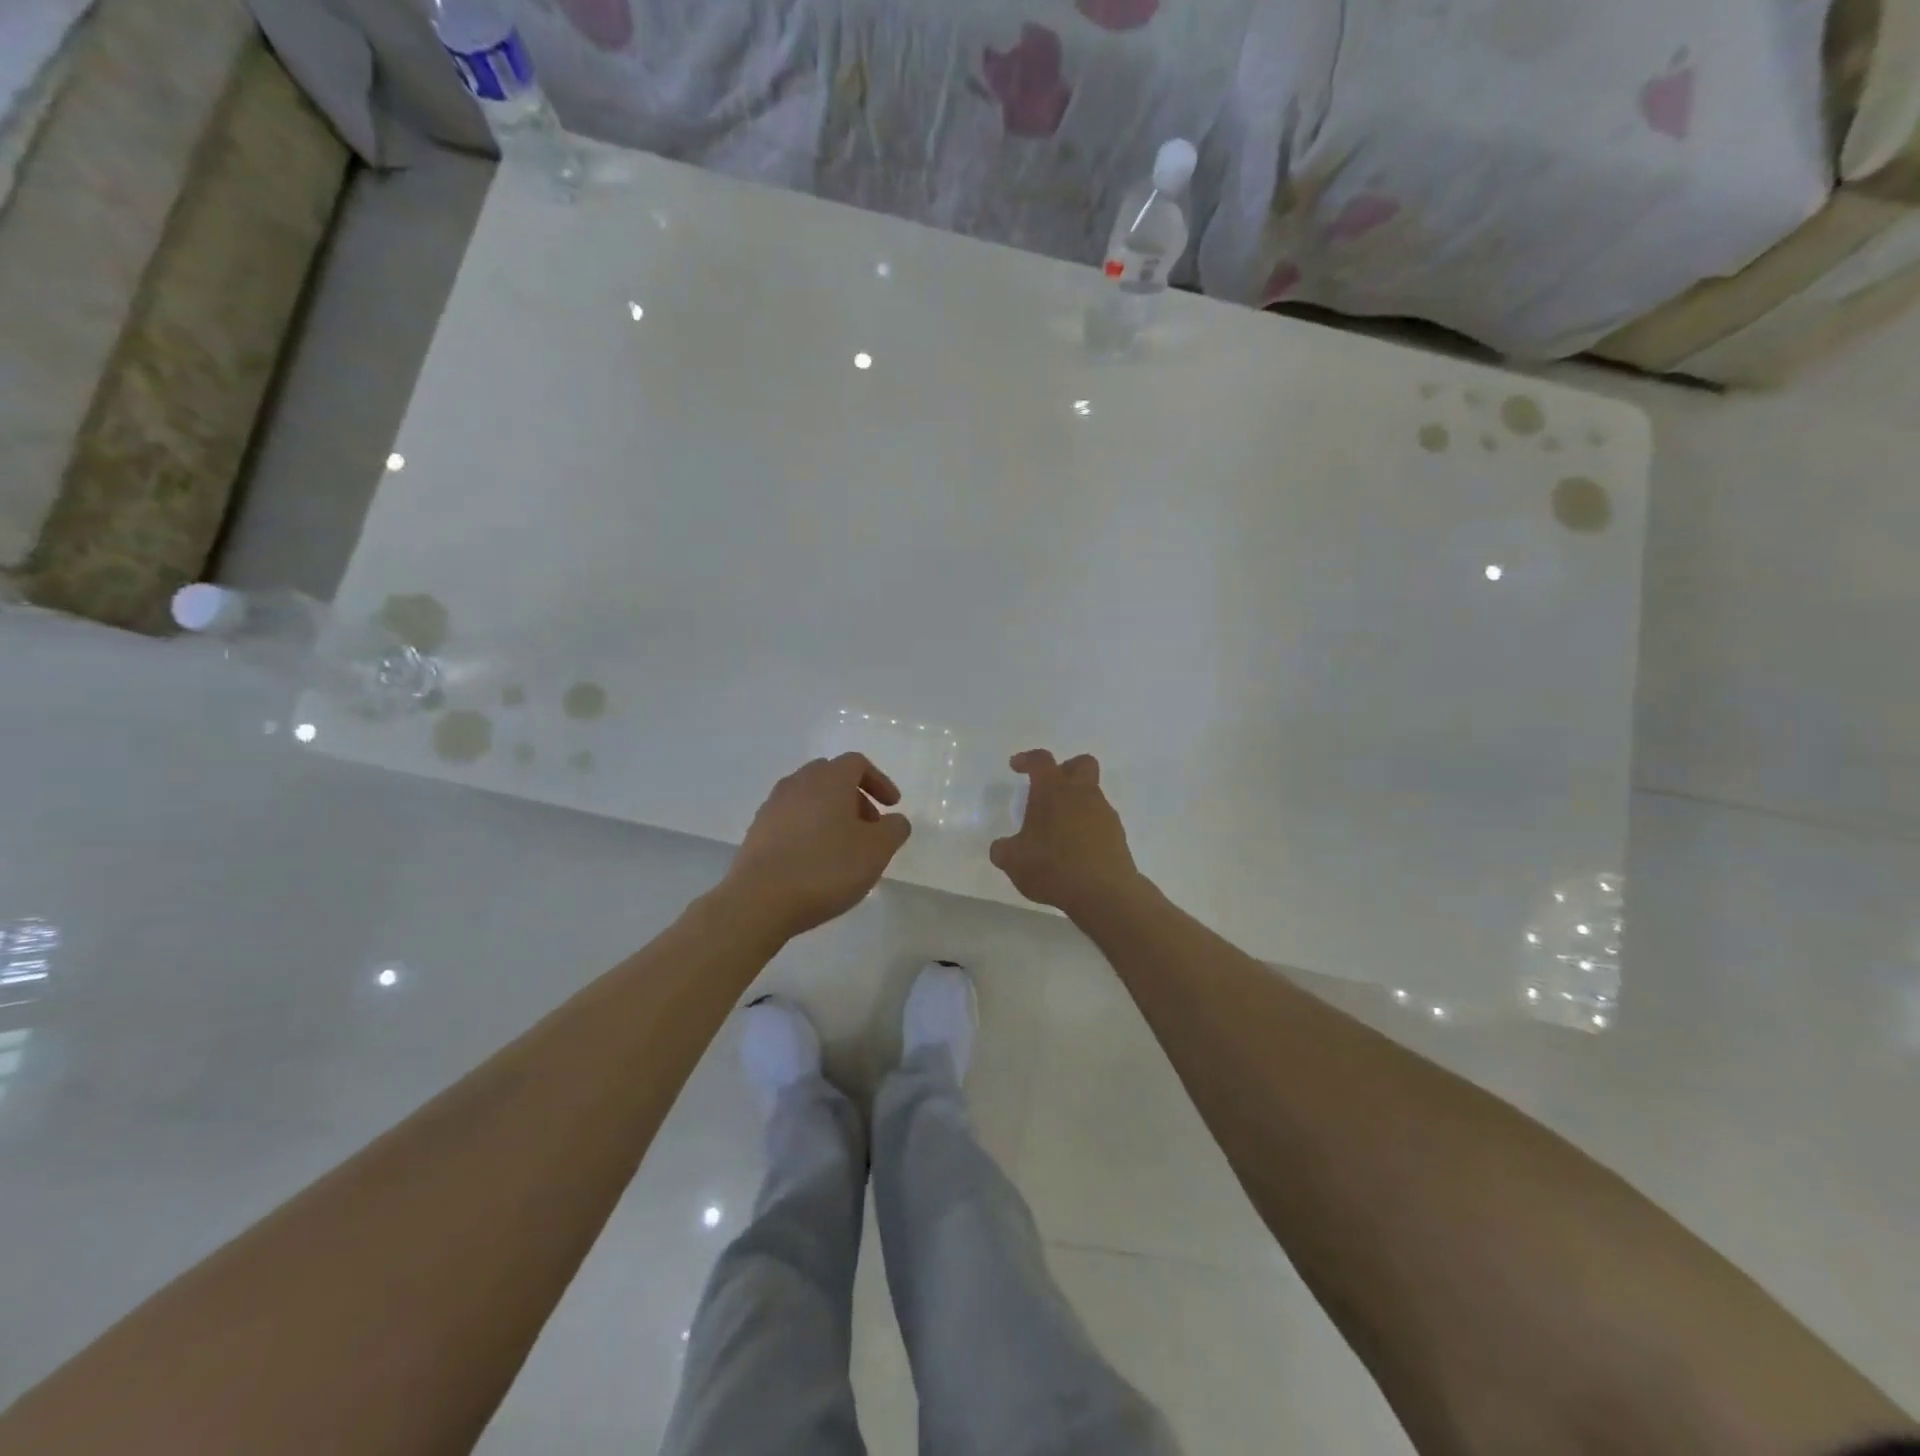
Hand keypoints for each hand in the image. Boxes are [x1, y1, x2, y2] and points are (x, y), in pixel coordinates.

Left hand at [723, 753, 912, 937]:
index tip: (892, 806)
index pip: (857, 763)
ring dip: (831, 815)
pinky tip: (815, 861)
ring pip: (809, 799)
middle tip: (869, 827)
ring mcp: (773, 806)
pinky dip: (809, 830)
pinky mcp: (757, 832)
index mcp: (828, 779)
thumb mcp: (876, 850)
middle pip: (831, 777)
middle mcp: (798, 783)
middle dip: (855, 798)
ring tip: (844, 848)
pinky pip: (791, 820)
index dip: (879, 781)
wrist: (759, 900)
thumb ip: (894, 829)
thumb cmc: (826, 867)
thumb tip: (895, 820)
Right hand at [989, 750, 1144, 918]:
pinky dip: (1087, 828)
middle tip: (1049, 789)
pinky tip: (1075, 850)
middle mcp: (1082, 794)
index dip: (1027, 759)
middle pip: (1081, 764)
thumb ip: (1004, 850)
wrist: (1103, 892)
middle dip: (1065, 770)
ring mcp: (1104, 813)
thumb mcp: (1014, 861)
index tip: (1016, 766)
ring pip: (1092, 795)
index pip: (1041, 760)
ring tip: (1059, 831)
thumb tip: (1002, 847)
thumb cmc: (1052, 867)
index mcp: (1053, 790)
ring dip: (1076, 804)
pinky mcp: (1117, 835)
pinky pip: (1100, 821)